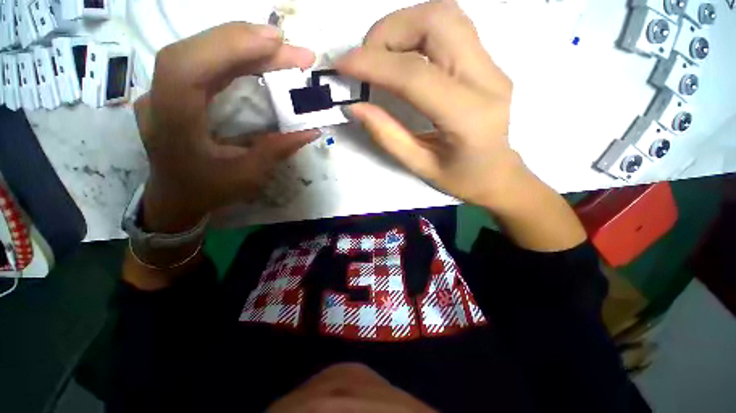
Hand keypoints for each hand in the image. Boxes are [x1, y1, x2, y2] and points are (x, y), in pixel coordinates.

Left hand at [136, 23, 317, 232]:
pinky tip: (258, 56)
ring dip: (243, 45)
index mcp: (172, 124)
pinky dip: (234, 54)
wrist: (175, 196)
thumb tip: (311, 130)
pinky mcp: (175, 88)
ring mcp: (163, 89)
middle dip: (245, 42)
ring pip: (199, 50)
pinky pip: (204, 61)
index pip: (187, 67)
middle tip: (290, 47)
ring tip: (281, 49)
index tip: (275, 42)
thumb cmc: (209, 190)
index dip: (229, 45)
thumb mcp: (248, 176)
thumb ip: (278, 150)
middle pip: (196, 51)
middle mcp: (160, 99)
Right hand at [336, 0, 521, 208]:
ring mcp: (492, 65)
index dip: (374, 64)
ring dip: (403, 25)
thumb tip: (355, 107)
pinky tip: (402, 55)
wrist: (499, 174)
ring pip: (445, 15)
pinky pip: (451, 27)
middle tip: (365, 58)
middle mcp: (487, 80)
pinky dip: (417, 30)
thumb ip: (387, 136)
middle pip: (437, 22)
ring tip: (380, 55)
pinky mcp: (487, 62)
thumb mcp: (420, 166)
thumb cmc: (461, 179)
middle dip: (389, 31)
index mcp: (467, 117)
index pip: (416, 74)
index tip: (343, 65)